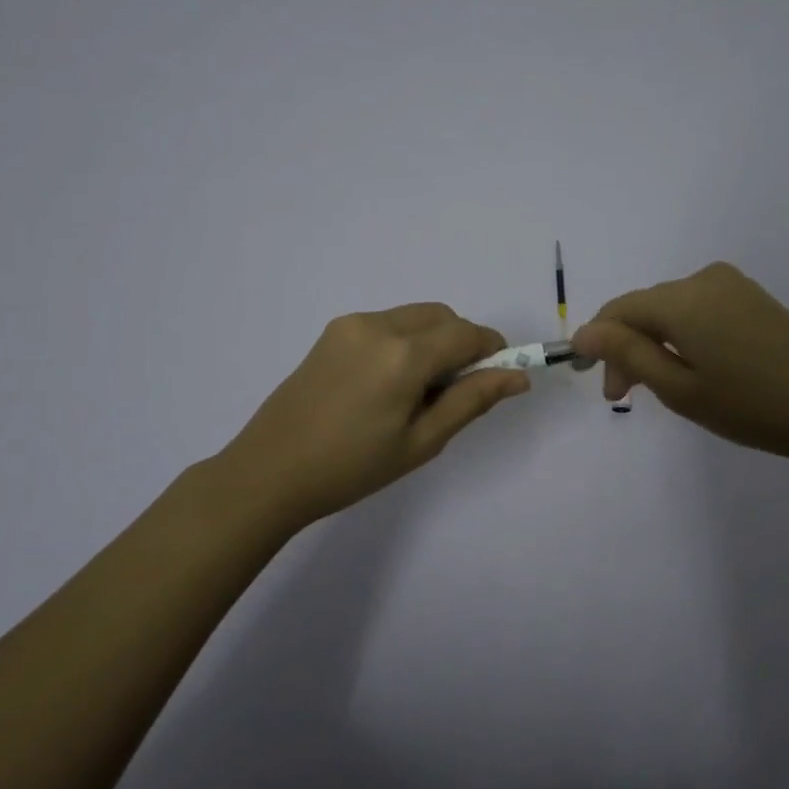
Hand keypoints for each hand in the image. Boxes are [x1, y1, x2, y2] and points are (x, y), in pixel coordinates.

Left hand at [208, 304, 528, 530]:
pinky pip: (386, 323)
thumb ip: (472, 400)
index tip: (498, 376)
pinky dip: (404, 341)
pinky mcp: (333, 331)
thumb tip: (518, 376)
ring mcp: (352, 324)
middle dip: (461, 343)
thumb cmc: (352, 467)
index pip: (467, 334)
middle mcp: (379, 325)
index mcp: (404, 355)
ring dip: (432, 340)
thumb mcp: (422, 441)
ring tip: (416, 391)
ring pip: (414, 317)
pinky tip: (386, 384)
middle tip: (454, 391)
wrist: (270, 471)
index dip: (492, 350)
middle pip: (442, 316)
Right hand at [570, 261, 788, 466]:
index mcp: (682, 298)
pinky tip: (693, 367)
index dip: (597, 342)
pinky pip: (699, 309)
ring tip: (660, 387)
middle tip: (626, 396)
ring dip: (654, 343)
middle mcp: (704, 279)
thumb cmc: (751, 405)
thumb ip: (627, 354)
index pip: (619, 310)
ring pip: (671, 309)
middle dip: (627, 348)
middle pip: (645, 308)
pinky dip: (683, 336)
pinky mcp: (753, 297)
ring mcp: (733, 285)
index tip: (596, 384)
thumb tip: (583, 332)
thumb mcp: (679, 388)